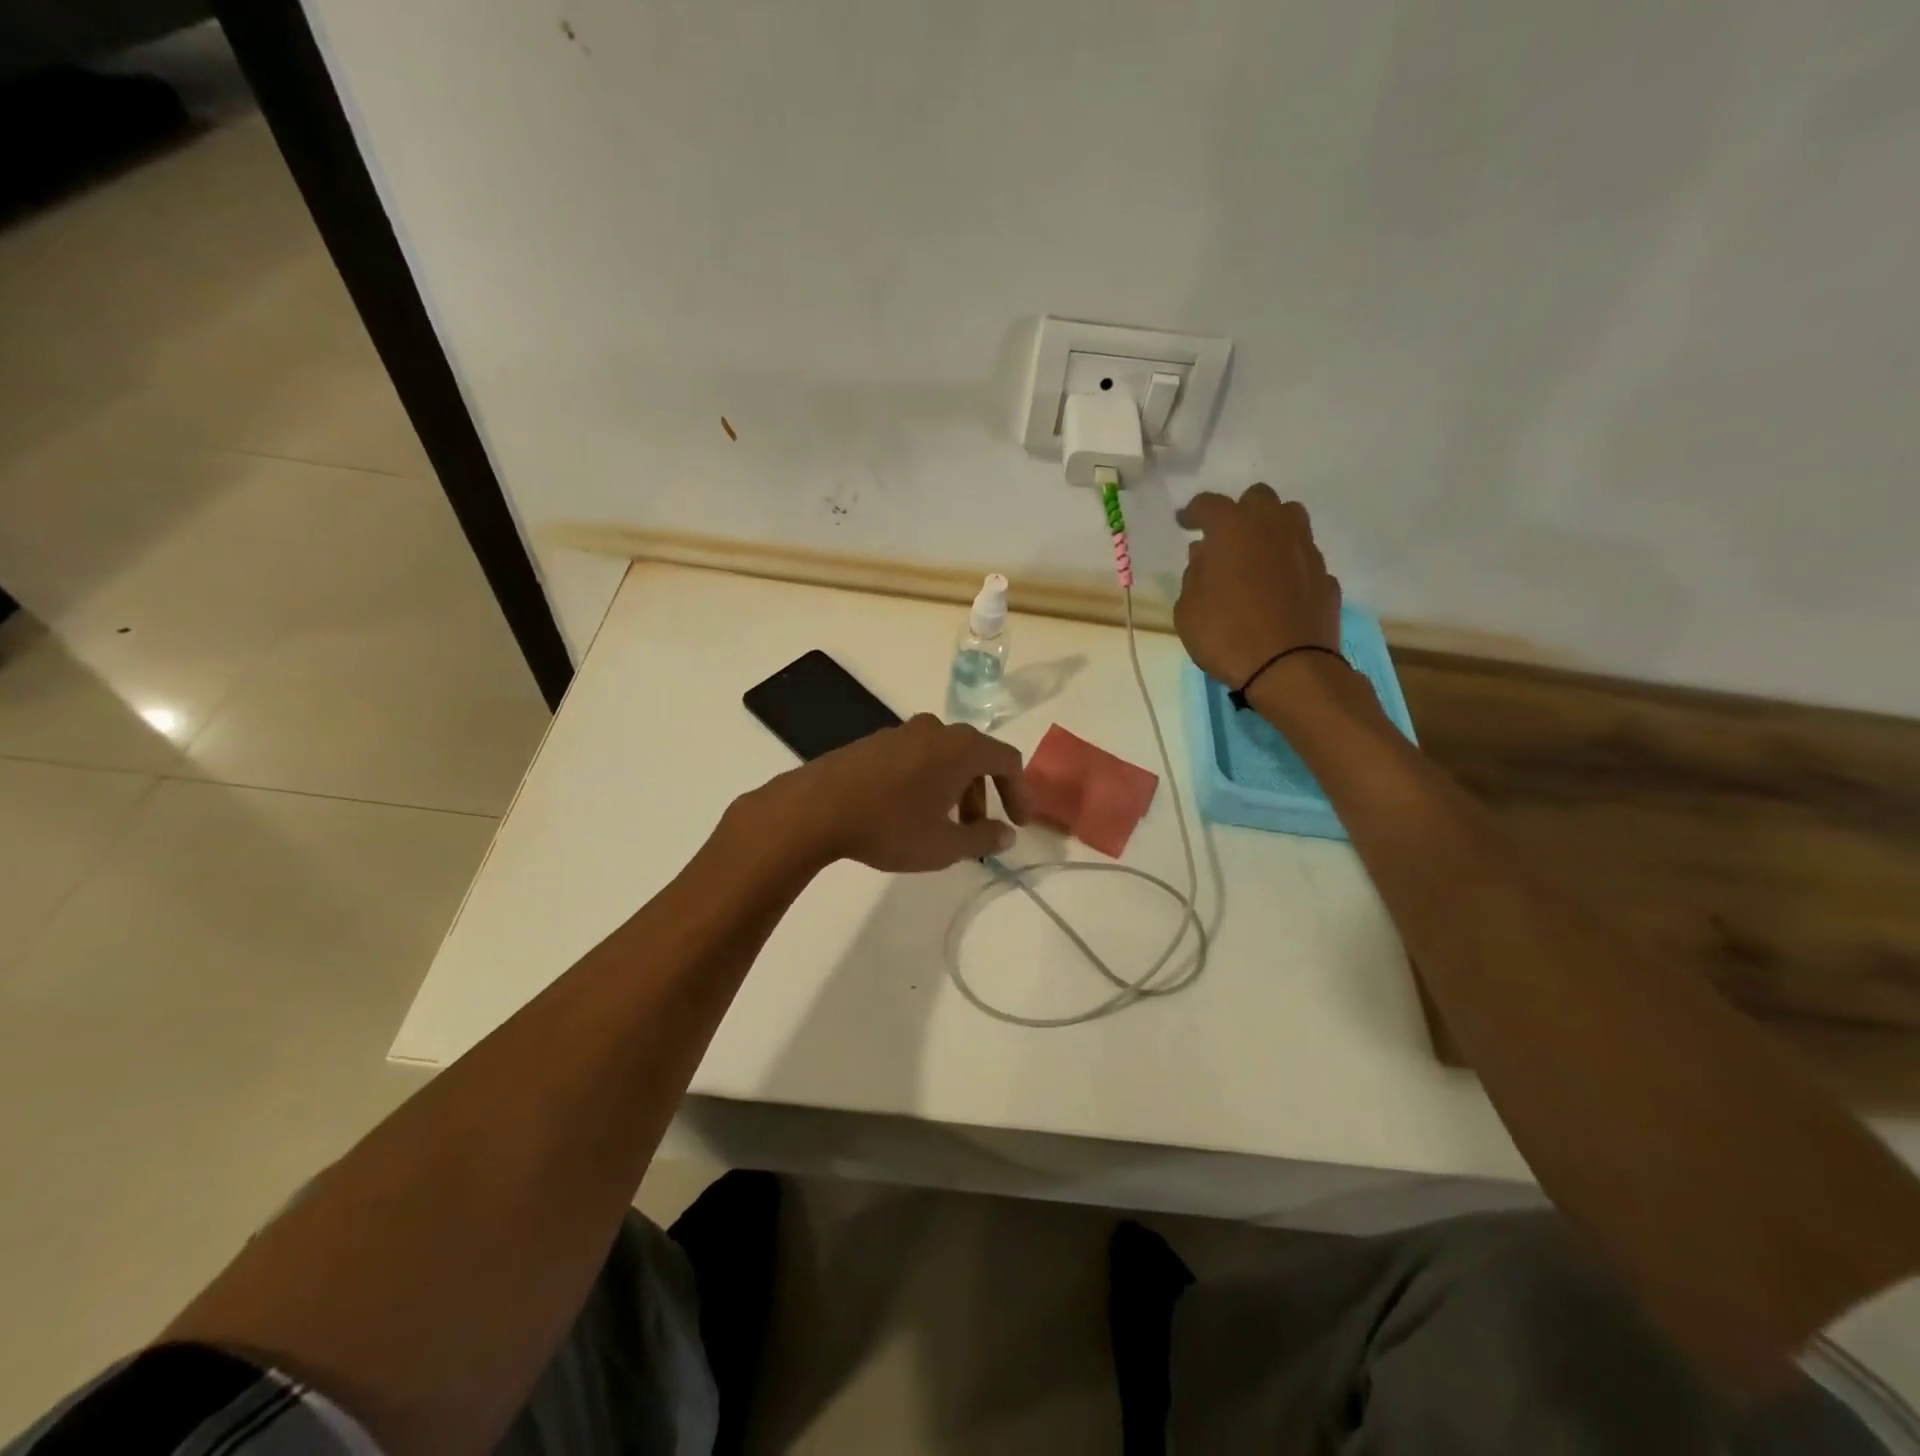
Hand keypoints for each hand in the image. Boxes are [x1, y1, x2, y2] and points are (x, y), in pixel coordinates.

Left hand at [753, 715, 1029, 872]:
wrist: (816, 808)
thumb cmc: (890, 826)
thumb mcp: (944, 845)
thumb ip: (982, 838)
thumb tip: (1007, 835)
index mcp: (961, 747)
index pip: (1007, 760)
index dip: (1020, 792)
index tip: (1017, 823)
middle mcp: (935, 730)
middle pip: (975, 757)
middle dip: (983, 795)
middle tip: (976, 830)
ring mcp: (902, 732)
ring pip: (944, 757)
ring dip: (954, 789)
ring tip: (942, 826)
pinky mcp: (874, 742)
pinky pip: (916, 757)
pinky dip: (927, 781)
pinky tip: (909, 812)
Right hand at [1175, 484, 1341, 687]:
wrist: (1288, 669)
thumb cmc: (1226, 636)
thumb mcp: (1188, 610)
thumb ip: (1194, 575)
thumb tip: (1204, 555)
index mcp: (1233, 530)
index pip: (1209, 504)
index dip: (1193, 512)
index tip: (1184, 523)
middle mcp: (1273, 528)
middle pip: (1259, 498)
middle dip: (1240, 511)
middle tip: (1225, 538)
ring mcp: (1305, 551)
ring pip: (1290, 518)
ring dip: (1271, 528)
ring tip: (1256, 555)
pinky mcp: (1325, 576)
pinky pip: (1304, 557)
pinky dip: (1289, 565)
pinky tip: (1279, 589)